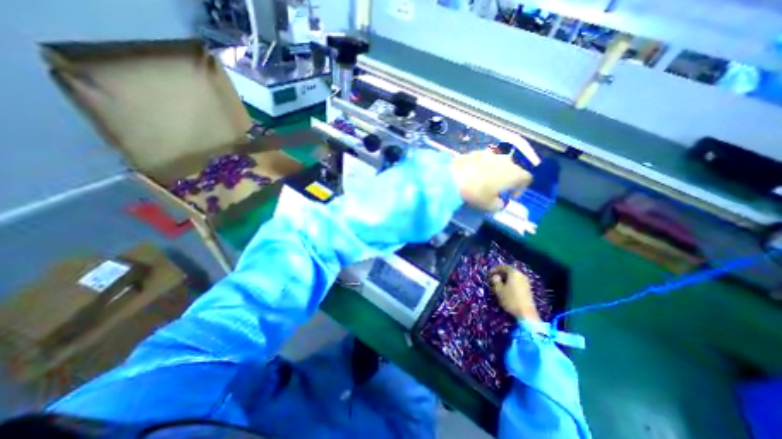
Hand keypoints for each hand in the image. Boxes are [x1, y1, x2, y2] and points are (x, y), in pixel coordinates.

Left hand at [449, 149, 534, 210]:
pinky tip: (472, 174)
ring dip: (495, 170)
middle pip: (513, 168)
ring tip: (484, 180)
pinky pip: (483, 160)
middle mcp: (505, 160)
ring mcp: (489, 154)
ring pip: (498, 162)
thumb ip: (499, 205)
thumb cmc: (476, 194)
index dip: (521, 188)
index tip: (510, 196)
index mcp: (513, 173)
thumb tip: (500, 203)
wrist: (453, 179)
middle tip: (498, 188)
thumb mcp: (489, 206)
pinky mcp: (475, 152)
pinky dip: (482, 166)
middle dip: (508, 178)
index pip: (526, 178)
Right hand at [490, 267, 542, 320]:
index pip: (503, 267)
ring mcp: (526, 282)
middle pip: (509, 271)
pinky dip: (511, 283)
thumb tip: (496, 276)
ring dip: (506, 279)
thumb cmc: (510, 300)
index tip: (489, 273)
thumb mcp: (498, 290)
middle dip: (501, 274)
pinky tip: (507, 289)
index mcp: (514, 273)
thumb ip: (495, 280)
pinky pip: (517, 282)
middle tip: (493, 278)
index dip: (495, 269)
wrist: (526, 314)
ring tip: (499, 284)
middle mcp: (521, 275)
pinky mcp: (528, 290)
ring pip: (514, 277)